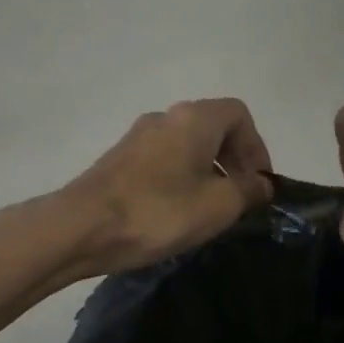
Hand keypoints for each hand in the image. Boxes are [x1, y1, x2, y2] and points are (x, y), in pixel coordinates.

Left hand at [61, 98, 274, 273]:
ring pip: (187, 145)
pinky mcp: (119, 159)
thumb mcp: (217, 206)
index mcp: (194, 119)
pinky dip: (182, 178)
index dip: (257, 148)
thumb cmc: (158, 212)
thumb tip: (261, 184)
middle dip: (234, 160)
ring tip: (212, 209)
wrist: (82, 227)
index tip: (260, 183)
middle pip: (213, 128)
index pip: (239, 115)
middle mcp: (165, 117)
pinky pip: (164, 160)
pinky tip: (178, 211)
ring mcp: (138, 137)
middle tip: (241, 197)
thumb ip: (247, 190)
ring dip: (208, 171)